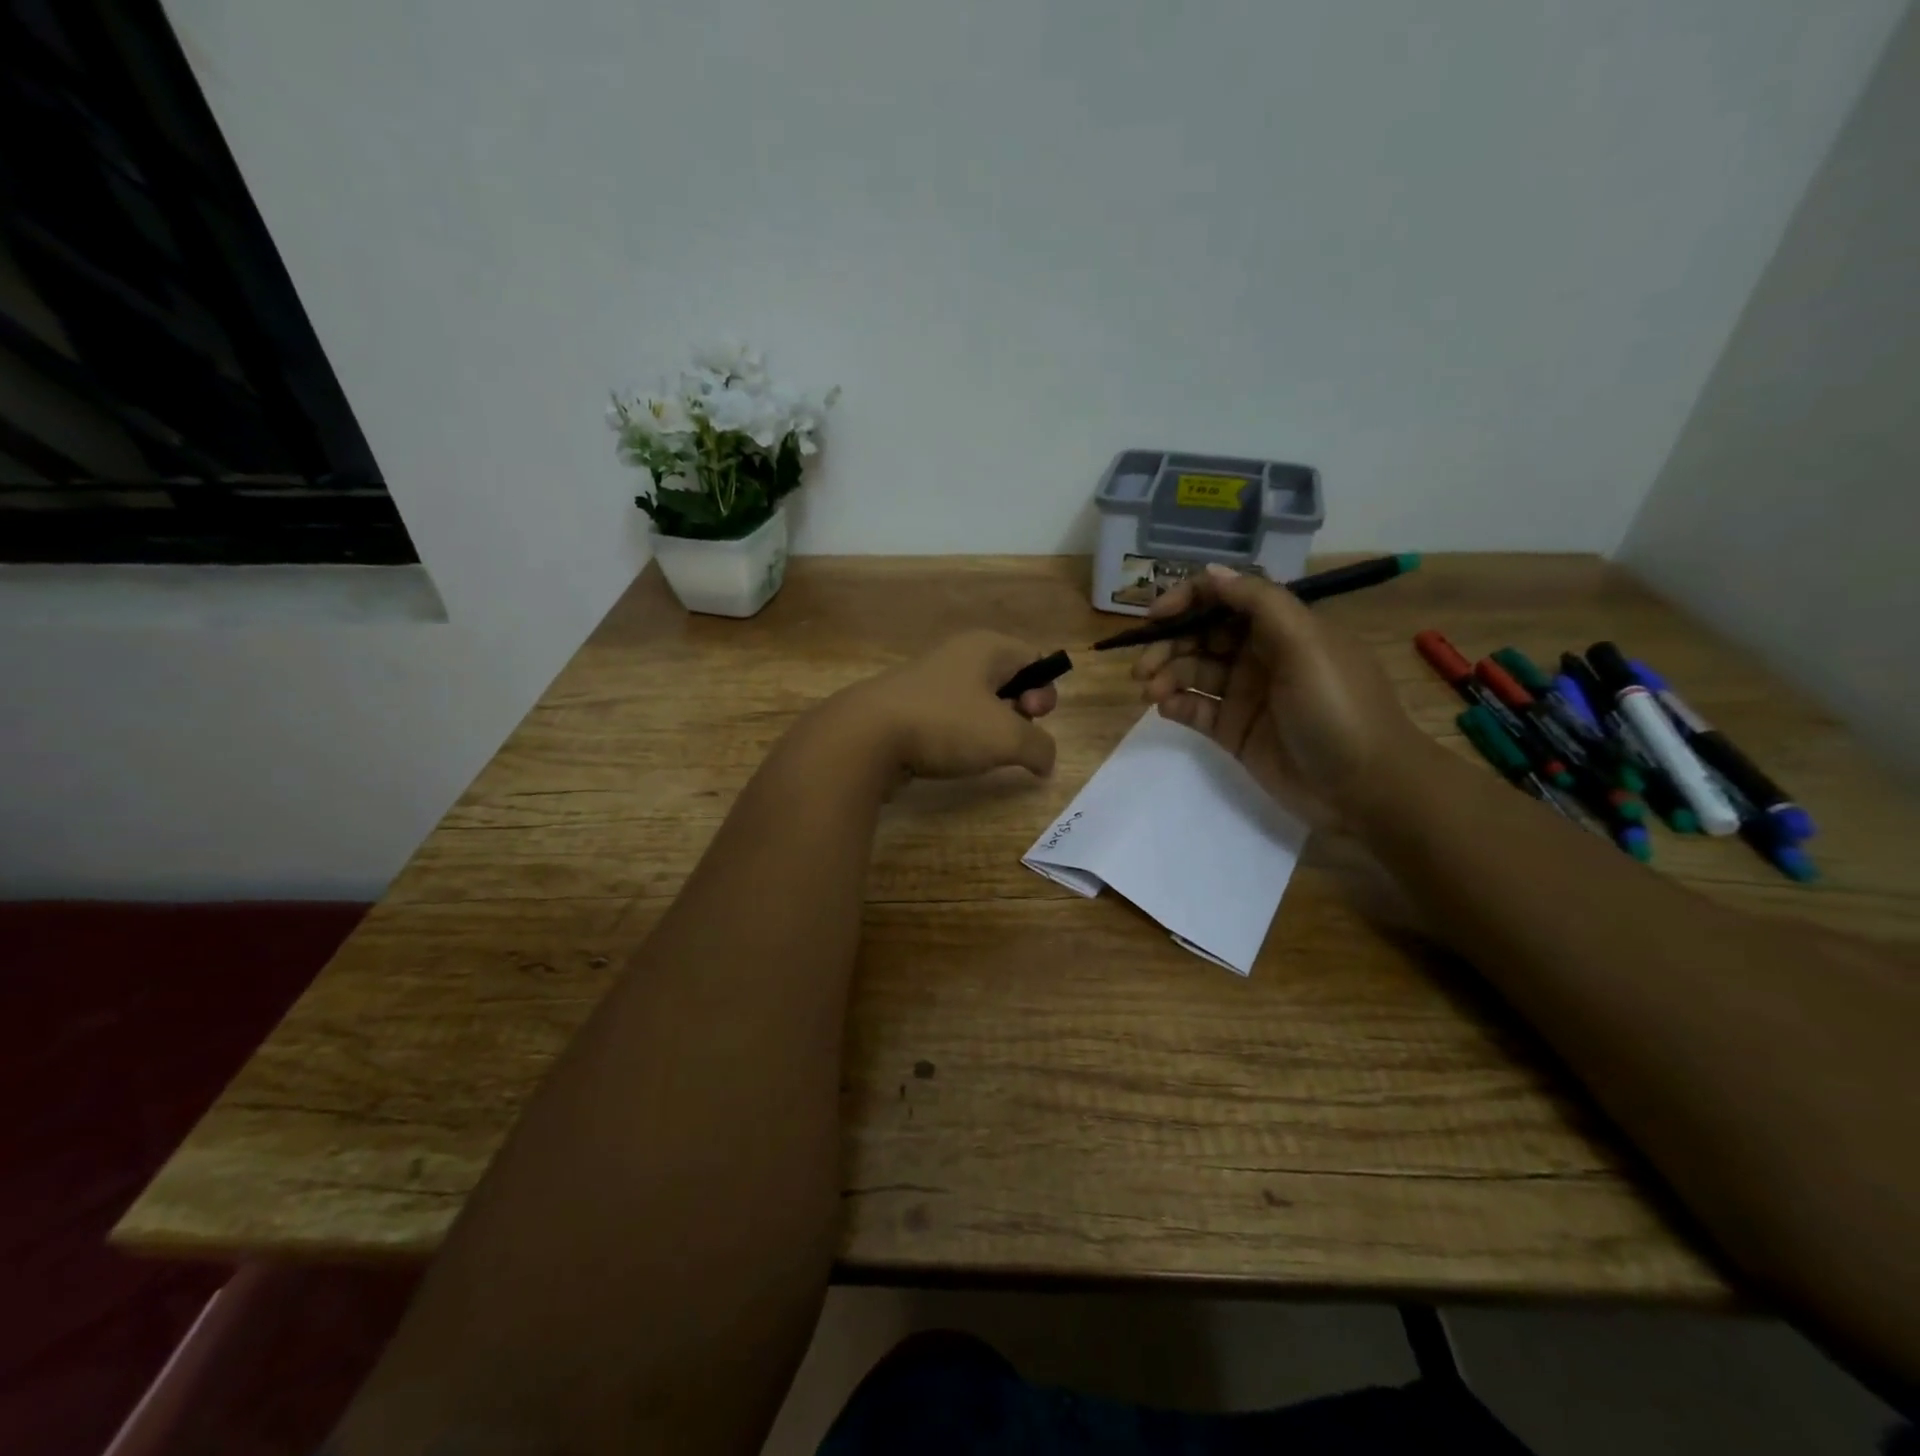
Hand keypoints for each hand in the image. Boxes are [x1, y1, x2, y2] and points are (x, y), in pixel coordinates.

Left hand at [835, 631, 1058, 779]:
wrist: (865, 737)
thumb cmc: (945, 724)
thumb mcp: (1008, 738)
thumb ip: (1040, 748)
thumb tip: (1046, 762)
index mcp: (986, 647)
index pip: (1034, 659)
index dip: (1044, 691)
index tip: (1032, 717)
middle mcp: (957, 655)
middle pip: (1007, 681)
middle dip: (1017, 713)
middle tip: (1008, 739)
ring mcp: (928, 680)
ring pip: (976, 703)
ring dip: (987, 730)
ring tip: (979, 754)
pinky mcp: (906, 707)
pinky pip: (948, 718)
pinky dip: (956, 738)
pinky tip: (949, 758)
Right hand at [1134, 564, 1424, 827]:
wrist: (1365, 787)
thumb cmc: (1338, 707)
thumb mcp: (1306, 644)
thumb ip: (1258, 602)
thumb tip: (1211, 572)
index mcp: (1281, 627)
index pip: (1225, 599)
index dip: (1187, 600)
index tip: (1155, 618)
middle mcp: (1260, 655)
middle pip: (1201, 636)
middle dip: (1168, 644)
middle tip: (1142, 668)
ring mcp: (1245, 694)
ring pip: (1192, 672)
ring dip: (1166, 675)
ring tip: (1151, 692)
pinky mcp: (1234, 730)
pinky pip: (1195, 709)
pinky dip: (1176, 704)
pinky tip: (1166, 708)